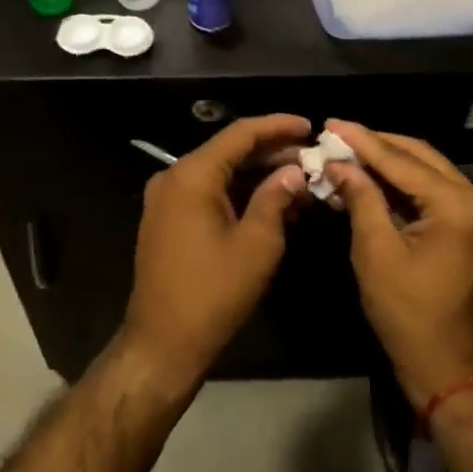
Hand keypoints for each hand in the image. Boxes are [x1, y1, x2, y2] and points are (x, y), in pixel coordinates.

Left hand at [122, 114, 309, 389]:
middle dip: (272, 153)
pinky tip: (272, 204)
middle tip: (311, 158)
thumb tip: (293, 171)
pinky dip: (239, 194)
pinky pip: (209, 193)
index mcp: (192, 175)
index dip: (277, 126)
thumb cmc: (212, 294)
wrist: (161, 345)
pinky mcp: (169, 220)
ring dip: (258, 175)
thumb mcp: (256, 245)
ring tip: (300, 181)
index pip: (240, 133)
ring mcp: (167, 199)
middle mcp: (174, 177)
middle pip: (229, 151)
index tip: (310, 126)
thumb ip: (276, 198)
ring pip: (220, 173)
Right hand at [325, 120, 472, 408]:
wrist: (452, 369)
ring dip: (390, 161)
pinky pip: (437, 190)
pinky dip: (405, 182)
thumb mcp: (376, 253)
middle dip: (377, 144)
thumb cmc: (409, 315)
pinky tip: (374, 178)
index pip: (402, 160)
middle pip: (420, 155)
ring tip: (350, 152)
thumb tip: (339, 163)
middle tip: (337, 135)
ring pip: (429, 169)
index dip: (362, 140)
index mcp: (458, 206)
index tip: (330, 123)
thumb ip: (361, 198)